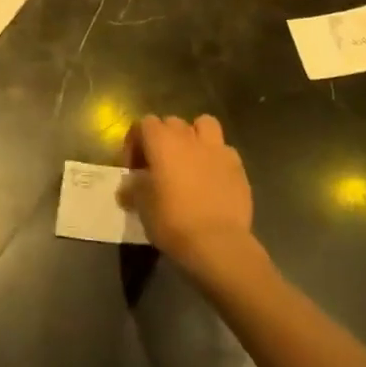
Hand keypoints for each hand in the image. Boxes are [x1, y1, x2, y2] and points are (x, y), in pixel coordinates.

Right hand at [122, 115, 257, 277]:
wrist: (217, 244)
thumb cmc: (172, 220)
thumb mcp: (141, 206)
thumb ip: (134, 189)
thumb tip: (128, 187)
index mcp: (161, 141)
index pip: (143, 124)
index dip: (135, 143)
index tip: (134, 168)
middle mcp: (188, 137)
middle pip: (171, 122)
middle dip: (163, 138)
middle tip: (160, 164)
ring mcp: (216, 149)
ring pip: (204, 124)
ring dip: (195, 136)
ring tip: (190, 159)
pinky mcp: (238, 168)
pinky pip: (225, 151)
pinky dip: (217, 159)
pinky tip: (213, 178)